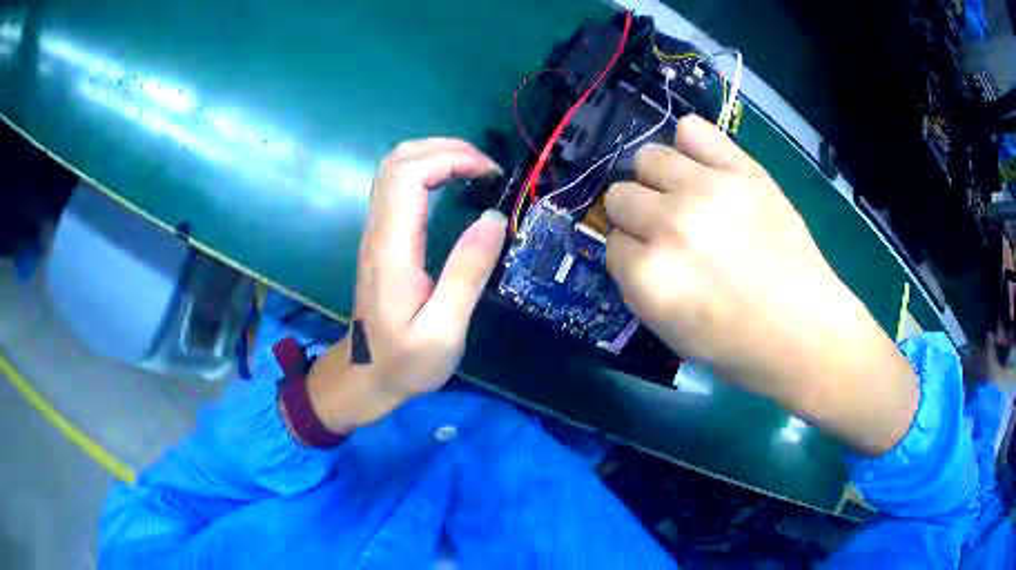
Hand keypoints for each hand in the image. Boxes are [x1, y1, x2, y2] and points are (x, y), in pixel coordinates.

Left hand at [304, 139, 506, 431]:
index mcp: (392, 248)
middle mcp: (378, 230)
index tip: (491, 173)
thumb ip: (467, 273)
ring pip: (394, 168)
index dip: (451, 158)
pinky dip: (426, 171)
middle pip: (398, 160)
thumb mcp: (444, 330)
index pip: (409, 175)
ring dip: (434, 155)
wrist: (365, 376)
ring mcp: (375, 232)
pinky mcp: (381, 238)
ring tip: (474, 169)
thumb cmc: (405, 361)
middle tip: (487, 167)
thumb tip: (494, 217)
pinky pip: (397, 186)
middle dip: (445, 148)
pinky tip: (451, 184)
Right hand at [604, 115, 917, 454]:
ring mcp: (708, 191)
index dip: (632, 256)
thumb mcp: (670, 334)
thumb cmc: (739, 347)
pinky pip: (692, 130)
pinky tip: (702, 167)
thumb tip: (631, 248)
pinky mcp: (743, 171)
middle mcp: (671, 226)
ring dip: (657, 179)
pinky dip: (690, 145)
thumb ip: (639, 287)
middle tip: (667, 231)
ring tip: (684, 196)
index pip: (612, 244)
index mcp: (650, 278)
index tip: (654, 266)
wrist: (806, 332)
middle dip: (637, 216)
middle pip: (620, 196)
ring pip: (647, 158)